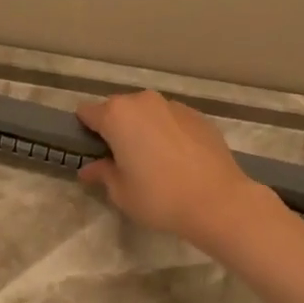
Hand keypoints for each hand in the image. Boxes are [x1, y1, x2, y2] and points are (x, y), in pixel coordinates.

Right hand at [74, 91, 274, 252]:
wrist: (218, 200)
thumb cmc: (160, 197)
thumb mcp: (121, 192)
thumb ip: (102, 174)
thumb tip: (89, 169)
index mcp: (117, 115)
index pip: (86, 112)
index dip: (84, 130)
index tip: (91, 151)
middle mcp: (143, 101)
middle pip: (117, 109)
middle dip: (114, 128)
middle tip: (120, 159)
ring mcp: (173, 105)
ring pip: (146, 112)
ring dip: (142, 128)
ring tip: (152, 160)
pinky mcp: (197, 116)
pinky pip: (170, 120)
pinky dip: (167, 132)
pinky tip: (177, 159)